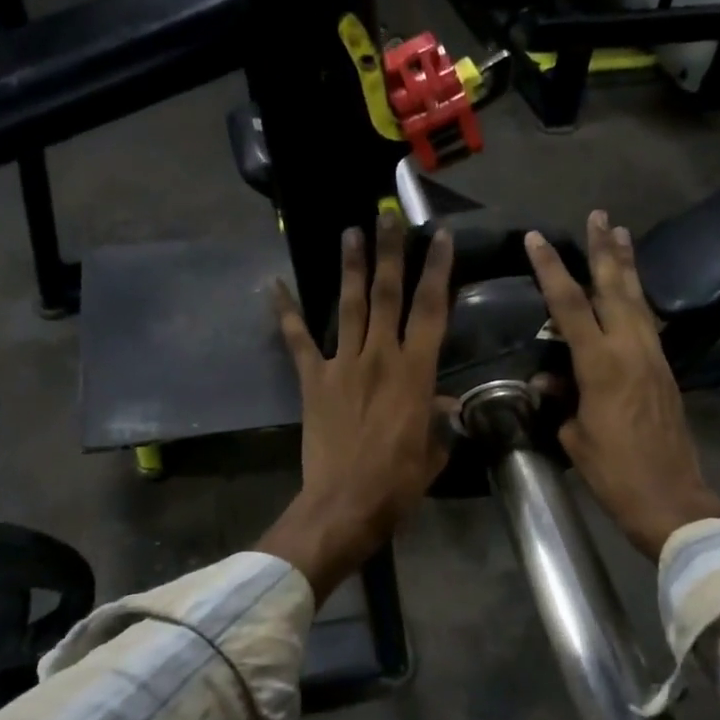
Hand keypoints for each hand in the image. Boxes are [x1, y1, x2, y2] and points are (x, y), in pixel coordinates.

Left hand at [258, 212, 455, 600]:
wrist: (344, 504)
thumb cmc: (397, 483)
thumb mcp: (432, 453)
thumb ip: (440, 423)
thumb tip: (446, 408)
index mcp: (416, 372)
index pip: (431, 309)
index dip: (438, 270)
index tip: (441, 237)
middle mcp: (380, 356)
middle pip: (387, 294)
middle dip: (391, 252)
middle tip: (389, 215)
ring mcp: (342, 364)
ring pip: (348, 305)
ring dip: (351, 267)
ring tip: (351, 232)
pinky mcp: (312, 380)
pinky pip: (298, 340)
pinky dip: (285, 312)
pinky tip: (273, 285)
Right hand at [526, 212, 719, 559]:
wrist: (670, 498)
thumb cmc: (613, 472)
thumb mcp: (573, 437)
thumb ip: (559, 400)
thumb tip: (547, 379)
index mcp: (600, 363)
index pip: (569, 304)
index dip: (550, 269)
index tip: (537, 239)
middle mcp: (631, 349)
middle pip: (615, 287)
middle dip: (604, 249)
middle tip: (600, 215)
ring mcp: (653, 357)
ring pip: (638, 300)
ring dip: (628, 266)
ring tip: (622, 233)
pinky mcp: (665, 370)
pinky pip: (648, 322)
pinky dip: (637, 298)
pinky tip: (633, 291)